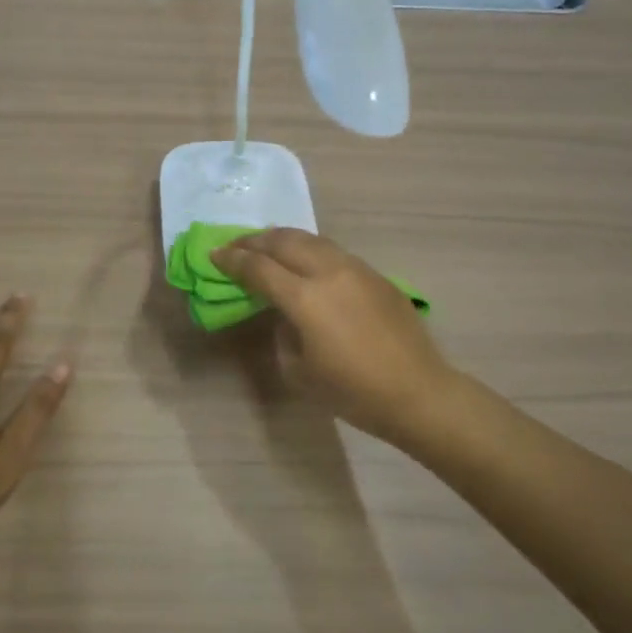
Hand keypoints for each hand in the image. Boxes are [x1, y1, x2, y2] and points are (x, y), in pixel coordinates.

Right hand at [212, 229, 457, 447]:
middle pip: (284, 241)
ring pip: (312, 239)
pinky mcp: (376, 275)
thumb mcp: (300, 370)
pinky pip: (334, 252)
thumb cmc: (353, 392)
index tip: (214, 254)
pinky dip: (310, 250)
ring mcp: (357, 269)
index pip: (259, 268)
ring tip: (267, 246)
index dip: (232, 260)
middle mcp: (329, 272)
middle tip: (236, 246)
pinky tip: (306, 262)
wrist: (418, 392)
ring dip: (283, 239)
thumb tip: (285, 314)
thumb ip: (283, 333)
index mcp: (305, 298)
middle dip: (254, 241)